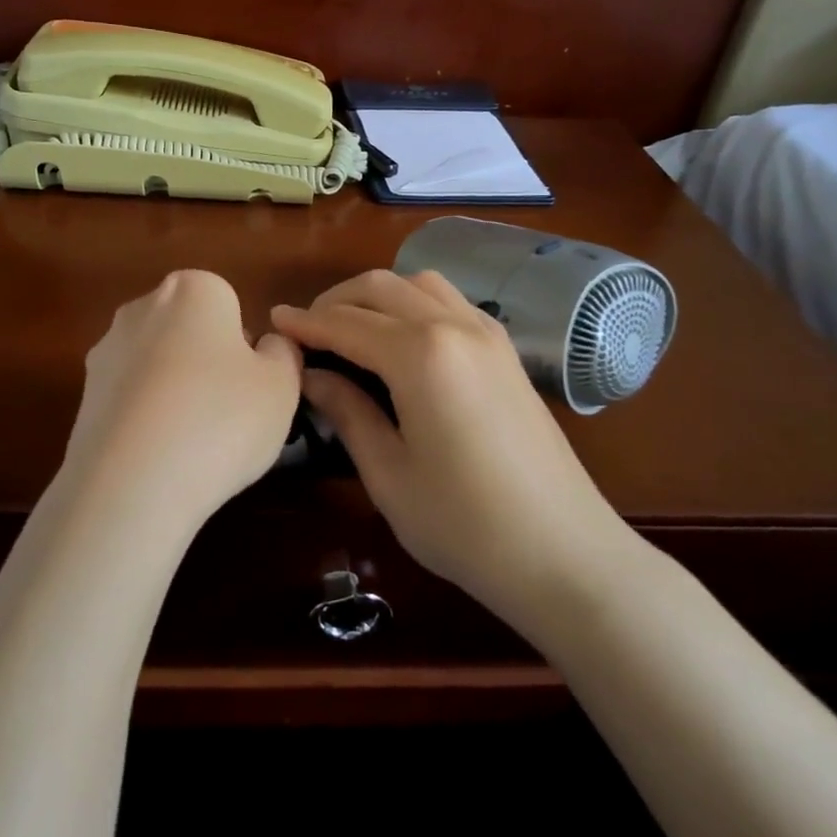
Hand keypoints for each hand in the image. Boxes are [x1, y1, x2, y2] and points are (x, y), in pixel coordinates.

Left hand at [63, 270, 301, 530]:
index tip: (250, 385)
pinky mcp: (83, 397)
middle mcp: (141, 308)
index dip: (243, 345)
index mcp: (192, 290)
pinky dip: (145, 419)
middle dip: (206, 362)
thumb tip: (264, 346)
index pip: (228, 303)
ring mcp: (105, 352)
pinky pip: (130, 400)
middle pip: (187, 330)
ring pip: (156, 366)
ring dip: (173, 392)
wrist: (132, 484)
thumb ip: (282, 353)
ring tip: (192, 444)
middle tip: (228, 413)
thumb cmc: (221, 420)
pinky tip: (158, 457)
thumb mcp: (282, 386)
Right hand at [271, 270, 630, 616]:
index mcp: (420, 355)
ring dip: (378, 295)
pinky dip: (414, 304)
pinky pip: (451, 303)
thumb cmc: (464, 523)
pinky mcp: (507, 352)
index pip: (345, 323)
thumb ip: (347, 412)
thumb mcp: (388, 473)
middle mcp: (455, 327)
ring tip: (350, 329)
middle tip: (306, 332)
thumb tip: (313, 376)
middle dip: (336, 301)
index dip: (305, 323)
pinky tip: (402, 339)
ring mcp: (489, 335)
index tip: (273, 322)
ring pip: (420, 284)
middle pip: (381, 288)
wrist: (564, 552)